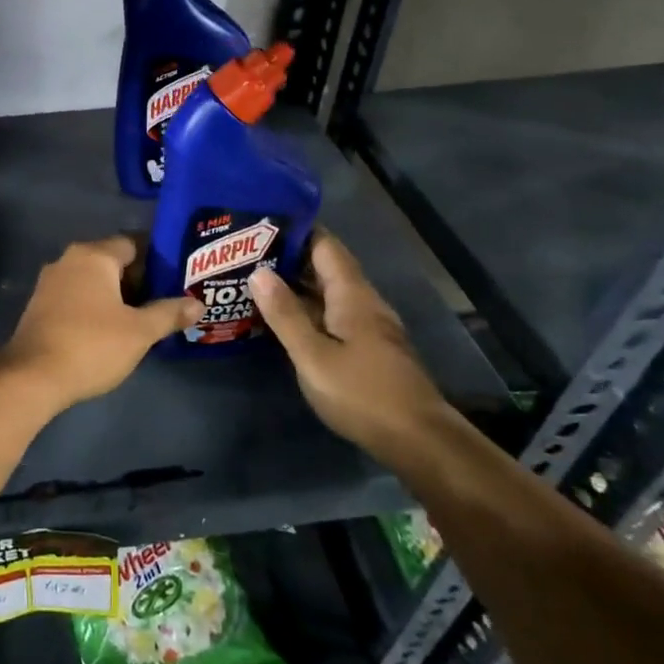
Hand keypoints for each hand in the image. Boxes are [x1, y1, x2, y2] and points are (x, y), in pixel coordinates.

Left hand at [0, 235, 202, 409]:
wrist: (32, 376)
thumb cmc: (92, 345)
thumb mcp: (139, 332)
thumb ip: (169, 313)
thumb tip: (197, 303)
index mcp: (93, 255)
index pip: (132, 243)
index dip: (156, 260)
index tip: (175, 279)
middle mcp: (69, 260)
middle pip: (111, 261)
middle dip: (137, 279)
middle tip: (163, 301)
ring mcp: (50, 282)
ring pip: (92, 280)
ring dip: (114, 295)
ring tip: (140, 318)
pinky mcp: (39, 305)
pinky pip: (75, 296)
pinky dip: (94, 306)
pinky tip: (109, 330)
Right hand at [249, 229, 451, 459]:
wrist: (418, 441)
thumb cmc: (362, 393)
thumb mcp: (313, 356)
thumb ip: (285, 314)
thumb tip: (259, 271)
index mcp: (352, 295)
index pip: (324, 245)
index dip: (294, 230)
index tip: (259, 222)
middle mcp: (363, 302)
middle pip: (325, 267)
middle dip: (288, 257)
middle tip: (244, 253)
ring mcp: (369, 326)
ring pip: (328, 293)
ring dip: (296, 284)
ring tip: (255, 280)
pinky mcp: (368, 349)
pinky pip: (332, 315)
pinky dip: (307, 309)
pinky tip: (283, 319)